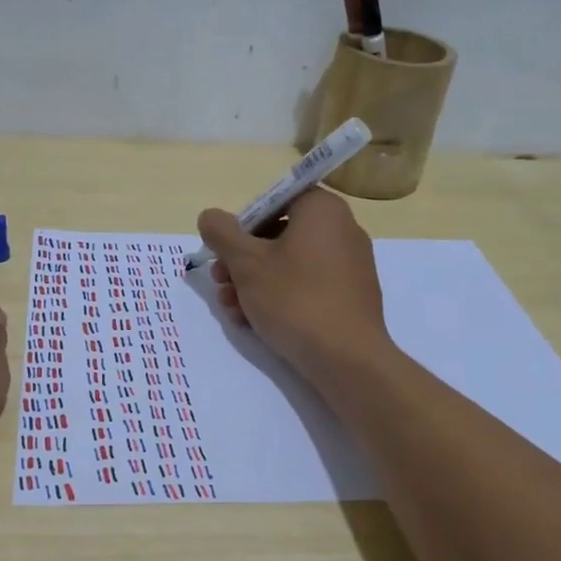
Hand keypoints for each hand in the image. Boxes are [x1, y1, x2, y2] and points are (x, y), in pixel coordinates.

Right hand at [196, 188, 391, 379]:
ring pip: (289, 264)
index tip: (224, 251)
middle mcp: (342, 229)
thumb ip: (221, 233)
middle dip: (242, 260)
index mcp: (322, 209)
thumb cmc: (294, 299)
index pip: (273, 201)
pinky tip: (253, 322)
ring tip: (231, 309)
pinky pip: (307, 285)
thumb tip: (210, 217)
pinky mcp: (350, 296)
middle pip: (278, 234)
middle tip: (220, 282)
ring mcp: (350, 264)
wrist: (347, 359)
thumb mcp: (246, 263)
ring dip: (253, 283)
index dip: (242, 224)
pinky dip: (279, 297)